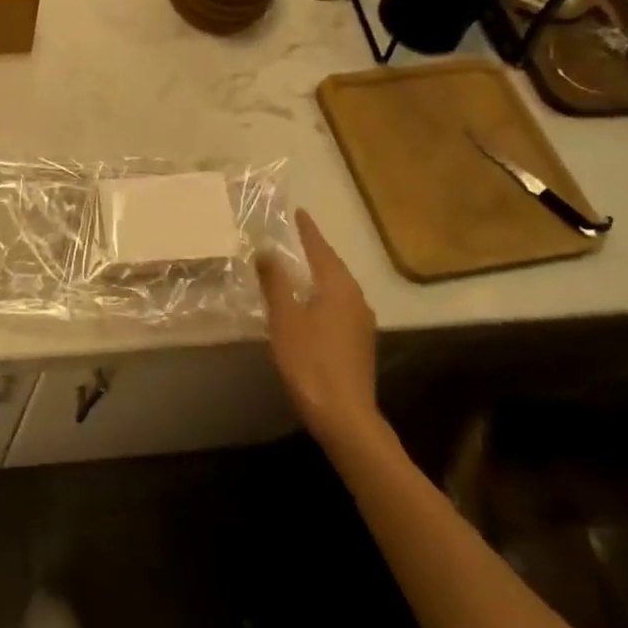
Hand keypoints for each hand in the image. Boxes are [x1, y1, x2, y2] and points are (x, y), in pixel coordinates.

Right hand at [256, 210, 378, 445]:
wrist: (344, 416)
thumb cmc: (310, 361)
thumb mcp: (285, 318)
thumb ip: (275, 281)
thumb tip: (266, 250)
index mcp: (338, 287)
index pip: (321, 249)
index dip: (308, 231)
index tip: (299, 212)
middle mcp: (356, 298)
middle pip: (333, 266)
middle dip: (315, 250)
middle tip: (296, 234)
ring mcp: (361, 322)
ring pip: (337, 286)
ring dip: (319, 273)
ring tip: (300, 264)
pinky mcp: (359, 342)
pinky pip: (339, 304)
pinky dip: (323, 293)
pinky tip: (310, 301)